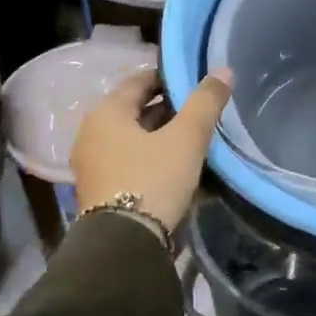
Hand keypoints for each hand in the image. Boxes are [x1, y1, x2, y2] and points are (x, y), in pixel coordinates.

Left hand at [71, 71, 233, 233]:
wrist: (124, 245)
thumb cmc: (152, 180)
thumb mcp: (186, 138)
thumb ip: (205, 102)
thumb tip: (223, 70)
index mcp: (106, 113)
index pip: (138, 81)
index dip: (168, 78)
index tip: (195, 82)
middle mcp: (92, 134)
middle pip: (135, 111)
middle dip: (168, 110)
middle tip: (200, 112)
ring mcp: (92, 165)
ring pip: (134, 140)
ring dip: (162, 137)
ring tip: (195, 141)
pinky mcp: (100, 191)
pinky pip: (130, 163)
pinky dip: (153, 159)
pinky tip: (179, 169)